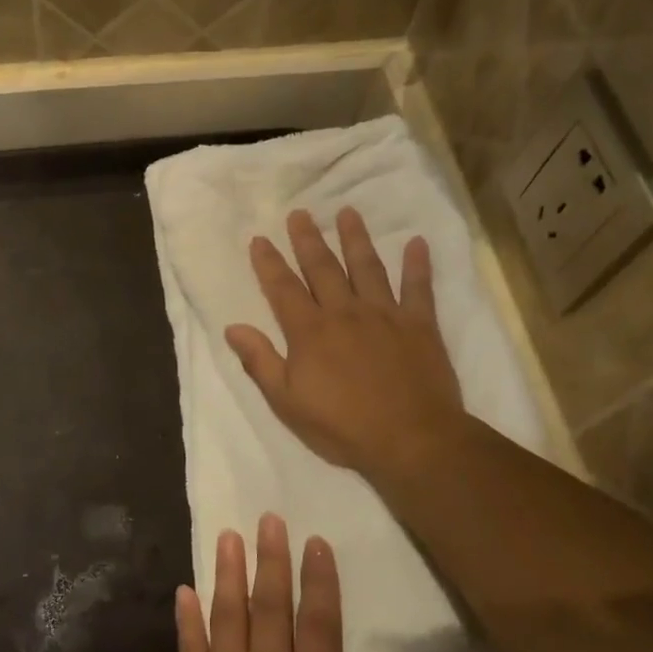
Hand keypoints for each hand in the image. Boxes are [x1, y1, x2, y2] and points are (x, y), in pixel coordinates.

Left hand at [166, 515, 405, 651]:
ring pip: (227, 613)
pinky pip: (188, 646)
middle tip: (268, 518)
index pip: (319, 621)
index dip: (319, 579)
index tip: (315, 541)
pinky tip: (184, 589)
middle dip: (270, 558)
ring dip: (227, 572)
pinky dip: (186, 616)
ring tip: (227, 535)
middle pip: (270, 604)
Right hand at [224, 208, 465, 486]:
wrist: (411, 439)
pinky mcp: (420, 325)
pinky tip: (417, 243)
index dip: (269, 263)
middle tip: (300, 213)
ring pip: (367, 267)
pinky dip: (418, 265)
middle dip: (308, 240)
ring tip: (348, 212)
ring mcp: (385, 315)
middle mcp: (345, 312)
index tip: (260, 239)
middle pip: (323, 268)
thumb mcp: (287, 401)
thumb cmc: (342, 426)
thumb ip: (260, 361)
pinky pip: (419, 288)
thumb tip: (233, 328)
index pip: (283, 288)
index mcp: (309, 331)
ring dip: (356, 239)